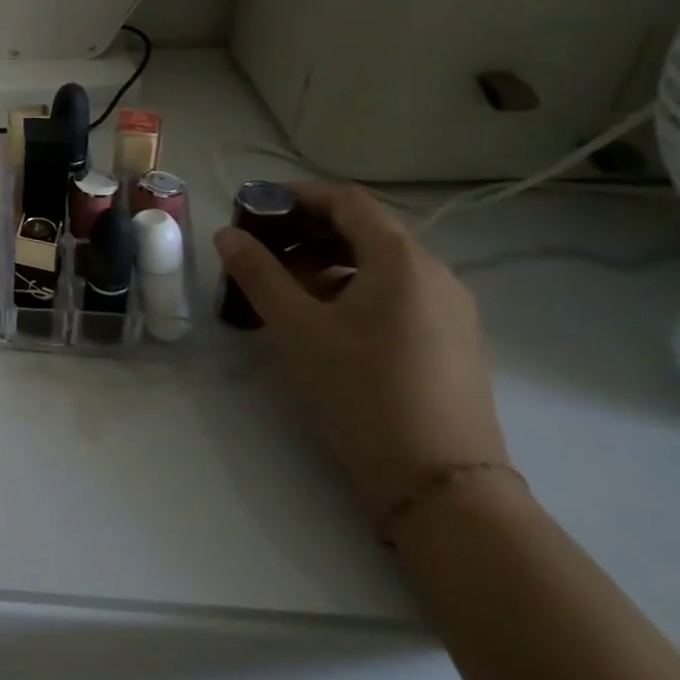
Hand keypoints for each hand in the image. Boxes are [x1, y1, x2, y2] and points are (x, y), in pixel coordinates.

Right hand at [214, 182, 509, 520]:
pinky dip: (352, 286)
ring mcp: (449, 309)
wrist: (441, 484)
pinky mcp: (451, 340)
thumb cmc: (361, 390)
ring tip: (282, 285)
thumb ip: (257, 272)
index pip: (346, 200)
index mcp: (402, 260)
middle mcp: (435, 273)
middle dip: (305, 229)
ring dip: (326, 259)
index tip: (252, 206)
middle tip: (258, 247)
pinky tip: (322, 318)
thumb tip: (228, 234)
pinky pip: (395, 292)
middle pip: (364, 228)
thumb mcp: (296, 327)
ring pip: (379, 262)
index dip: (296, 195)